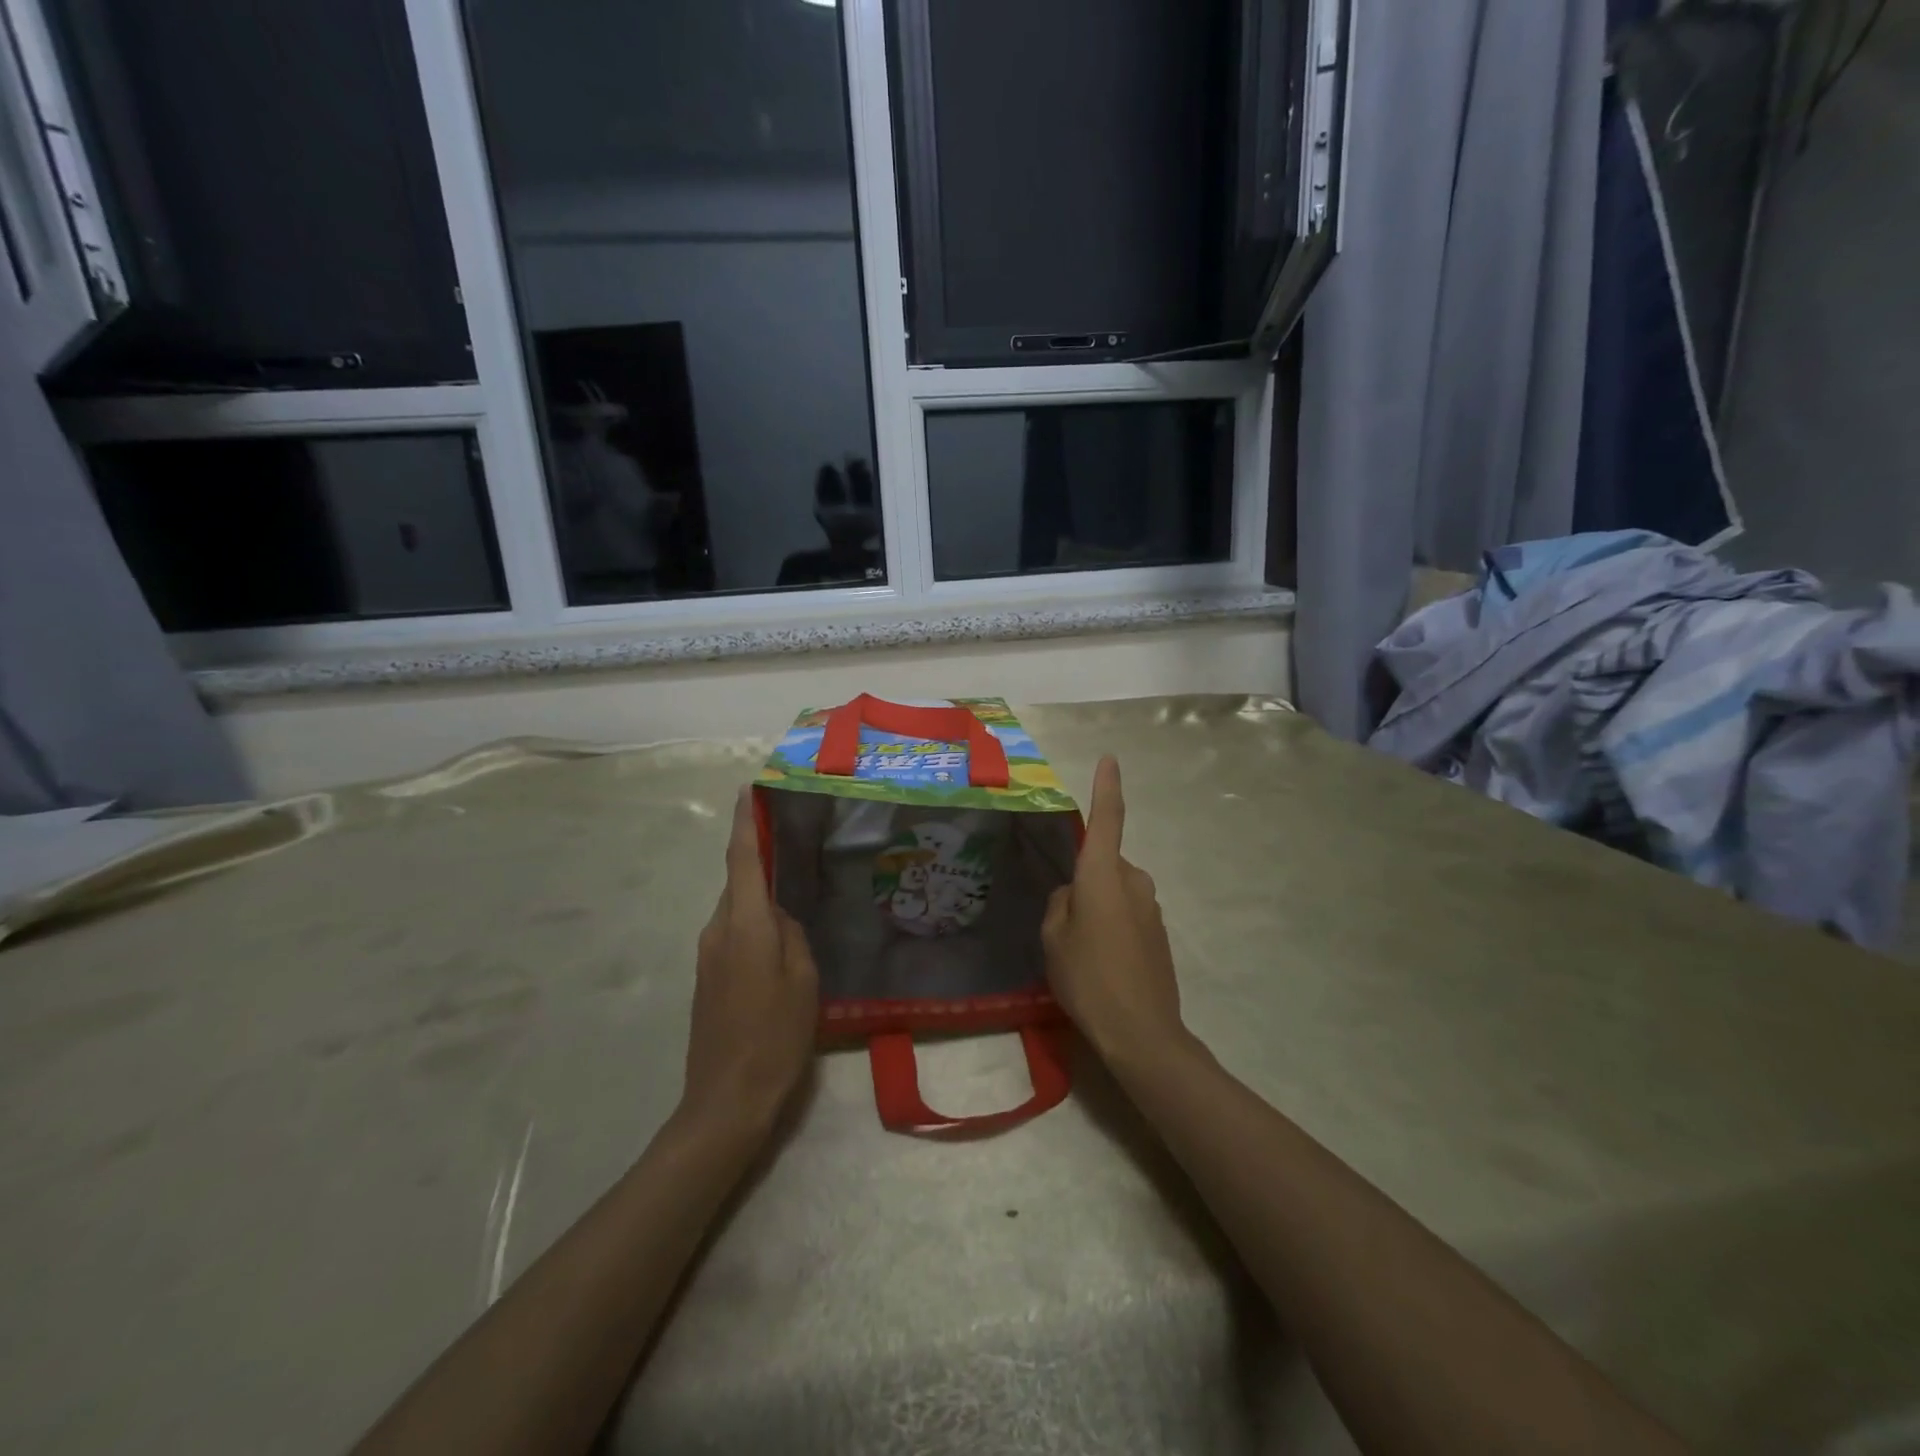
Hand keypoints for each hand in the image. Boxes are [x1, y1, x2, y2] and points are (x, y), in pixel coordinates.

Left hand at [683, 788, 819, 1135]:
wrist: (725, 1103)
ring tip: (798, 889)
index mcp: (744, 925)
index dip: (744, 822)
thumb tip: (781, 915)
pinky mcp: (708, 977)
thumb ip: (793, 936)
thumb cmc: (774, 1038)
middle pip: (738, 881)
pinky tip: (782, 936)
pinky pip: (734, 932)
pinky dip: (755, 922)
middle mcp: (718, 930)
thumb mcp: (803, 982)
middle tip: (796, 842)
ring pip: (737, 908)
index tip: (748, 789)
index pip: (741, 859)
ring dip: (760, 894)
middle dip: (760, 858)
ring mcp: (708, 955)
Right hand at [1042, 756, 1185, 1068]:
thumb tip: (1073, 895)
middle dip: (1085, 882)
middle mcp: (1133, 880)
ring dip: (1099, 907)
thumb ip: (1060, 904)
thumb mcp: (1053, 939)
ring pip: (1115, 891)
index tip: (1110, 759)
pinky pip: (1128, 914)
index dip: (1108, 787)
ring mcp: (1151, 906)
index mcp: (1103, 874)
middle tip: (1064, 925)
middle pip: (1104, 865)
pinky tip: (1104, 965)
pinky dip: (1113, 926)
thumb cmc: (1088, 978)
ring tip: (1083, 953)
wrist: (1142, 1032)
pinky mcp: (1160, 932)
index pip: (1108, 819)